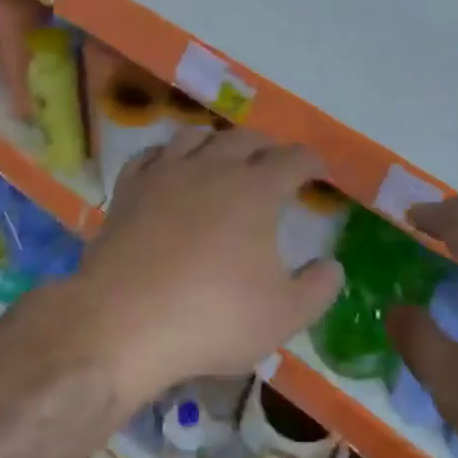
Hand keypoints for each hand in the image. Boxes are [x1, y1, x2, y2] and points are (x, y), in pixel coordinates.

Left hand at [63, 128, 342, 405]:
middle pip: (245, 138)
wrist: (123, 322)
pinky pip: (150, 155)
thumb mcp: (283, 315)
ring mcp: (165, 174)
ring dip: (217, 141)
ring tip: (224, 156)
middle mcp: (212, 168)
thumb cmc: (212, 317)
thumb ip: (317, 289)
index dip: (311, 162)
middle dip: (267, 146)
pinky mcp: (129, 190)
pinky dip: (166, 154)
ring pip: (195, 136)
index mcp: (255, 190)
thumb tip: (333, 266)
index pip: (293, 160)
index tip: (319, 171)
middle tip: (275, 161)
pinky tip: (168, 166)